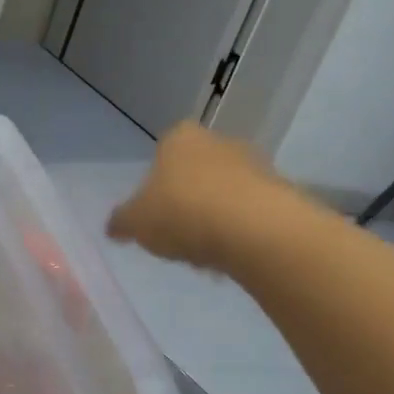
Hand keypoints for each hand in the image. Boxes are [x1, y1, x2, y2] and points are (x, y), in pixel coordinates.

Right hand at [107, 122, 288, 271]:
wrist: (254, 229)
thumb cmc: (182, 212)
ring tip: (205, 255)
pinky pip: (250, 212)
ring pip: (224, 193)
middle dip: (187, 202)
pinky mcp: (280, 191)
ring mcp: (253, 164)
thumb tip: (113, 227)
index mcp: (179, 138)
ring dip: (214, 219)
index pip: (162, 154)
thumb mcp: (136, 222)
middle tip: (178, 237)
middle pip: (195, 173)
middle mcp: (218, 141)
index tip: (154, 214)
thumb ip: (121, 222)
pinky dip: (240, 231)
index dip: (156, 185)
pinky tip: (231, 256)